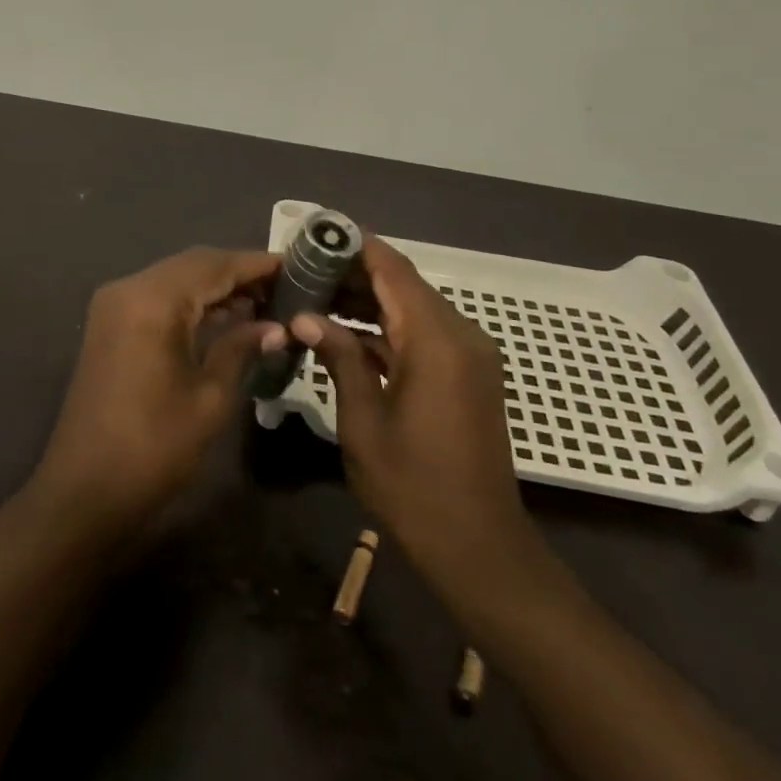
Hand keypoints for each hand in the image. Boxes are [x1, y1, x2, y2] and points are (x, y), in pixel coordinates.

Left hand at [31, 247, 285, 542]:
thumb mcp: (210, 398)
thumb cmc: (153, 447)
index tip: (299, 266)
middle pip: (194, 265)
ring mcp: (115, 306)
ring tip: (266, 302)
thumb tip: (276, 327)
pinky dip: (193, 303)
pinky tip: (227, 318)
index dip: (258, 264)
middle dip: (239, 273)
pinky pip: (159, 299)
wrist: (84, 491)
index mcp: (152, 300)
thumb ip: (242, 349)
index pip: (215, 264)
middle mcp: (129, 288)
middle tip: (286, 286)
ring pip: (176, 279)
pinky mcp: (110, 326)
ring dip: (217, 287)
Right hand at [293, 240, 554, 604]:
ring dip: (369, 300)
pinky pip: (423, 334)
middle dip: (355, 273)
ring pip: (413, 308)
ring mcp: (469, 356)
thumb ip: (339, 358)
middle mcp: (460, 336)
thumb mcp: (363, 421)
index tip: (317, 233)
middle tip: (303, 270)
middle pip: (404, 284)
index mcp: (437, 340)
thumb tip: (306, 316)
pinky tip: (347, 333)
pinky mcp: (468, 375)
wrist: (478, 547)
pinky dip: (388, 328)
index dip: (357, 246)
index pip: (394, 269)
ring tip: (315, 296)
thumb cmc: (413, 487)